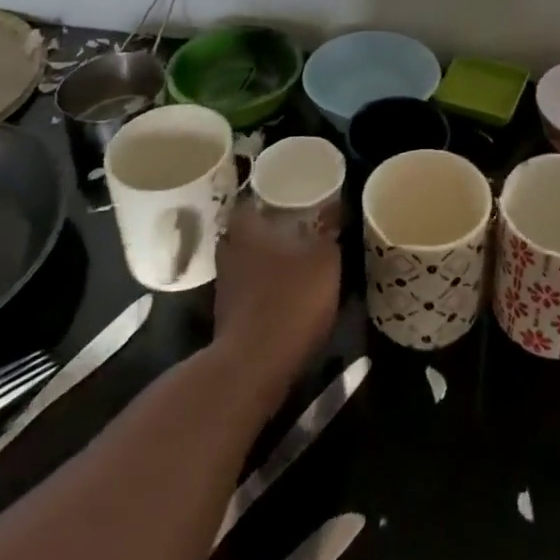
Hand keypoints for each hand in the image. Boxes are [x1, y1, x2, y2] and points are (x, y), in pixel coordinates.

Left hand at [211, 200, 339, 395]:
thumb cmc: (290, 298)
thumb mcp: (324, 260)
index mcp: (247, 228)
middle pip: (244, 231)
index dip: (266, 196)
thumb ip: (328, 232)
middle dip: (265, 229)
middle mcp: (228, 251)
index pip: (249, 199)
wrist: (254, 364)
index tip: (287, 195)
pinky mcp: (227, 315)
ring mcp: (224, 285)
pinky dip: (262, 287)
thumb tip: (334, 208)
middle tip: (293, 225)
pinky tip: (284, 291)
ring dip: (263, 260)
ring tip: (293, 258)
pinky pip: (246, 288)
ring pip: (244, 260)